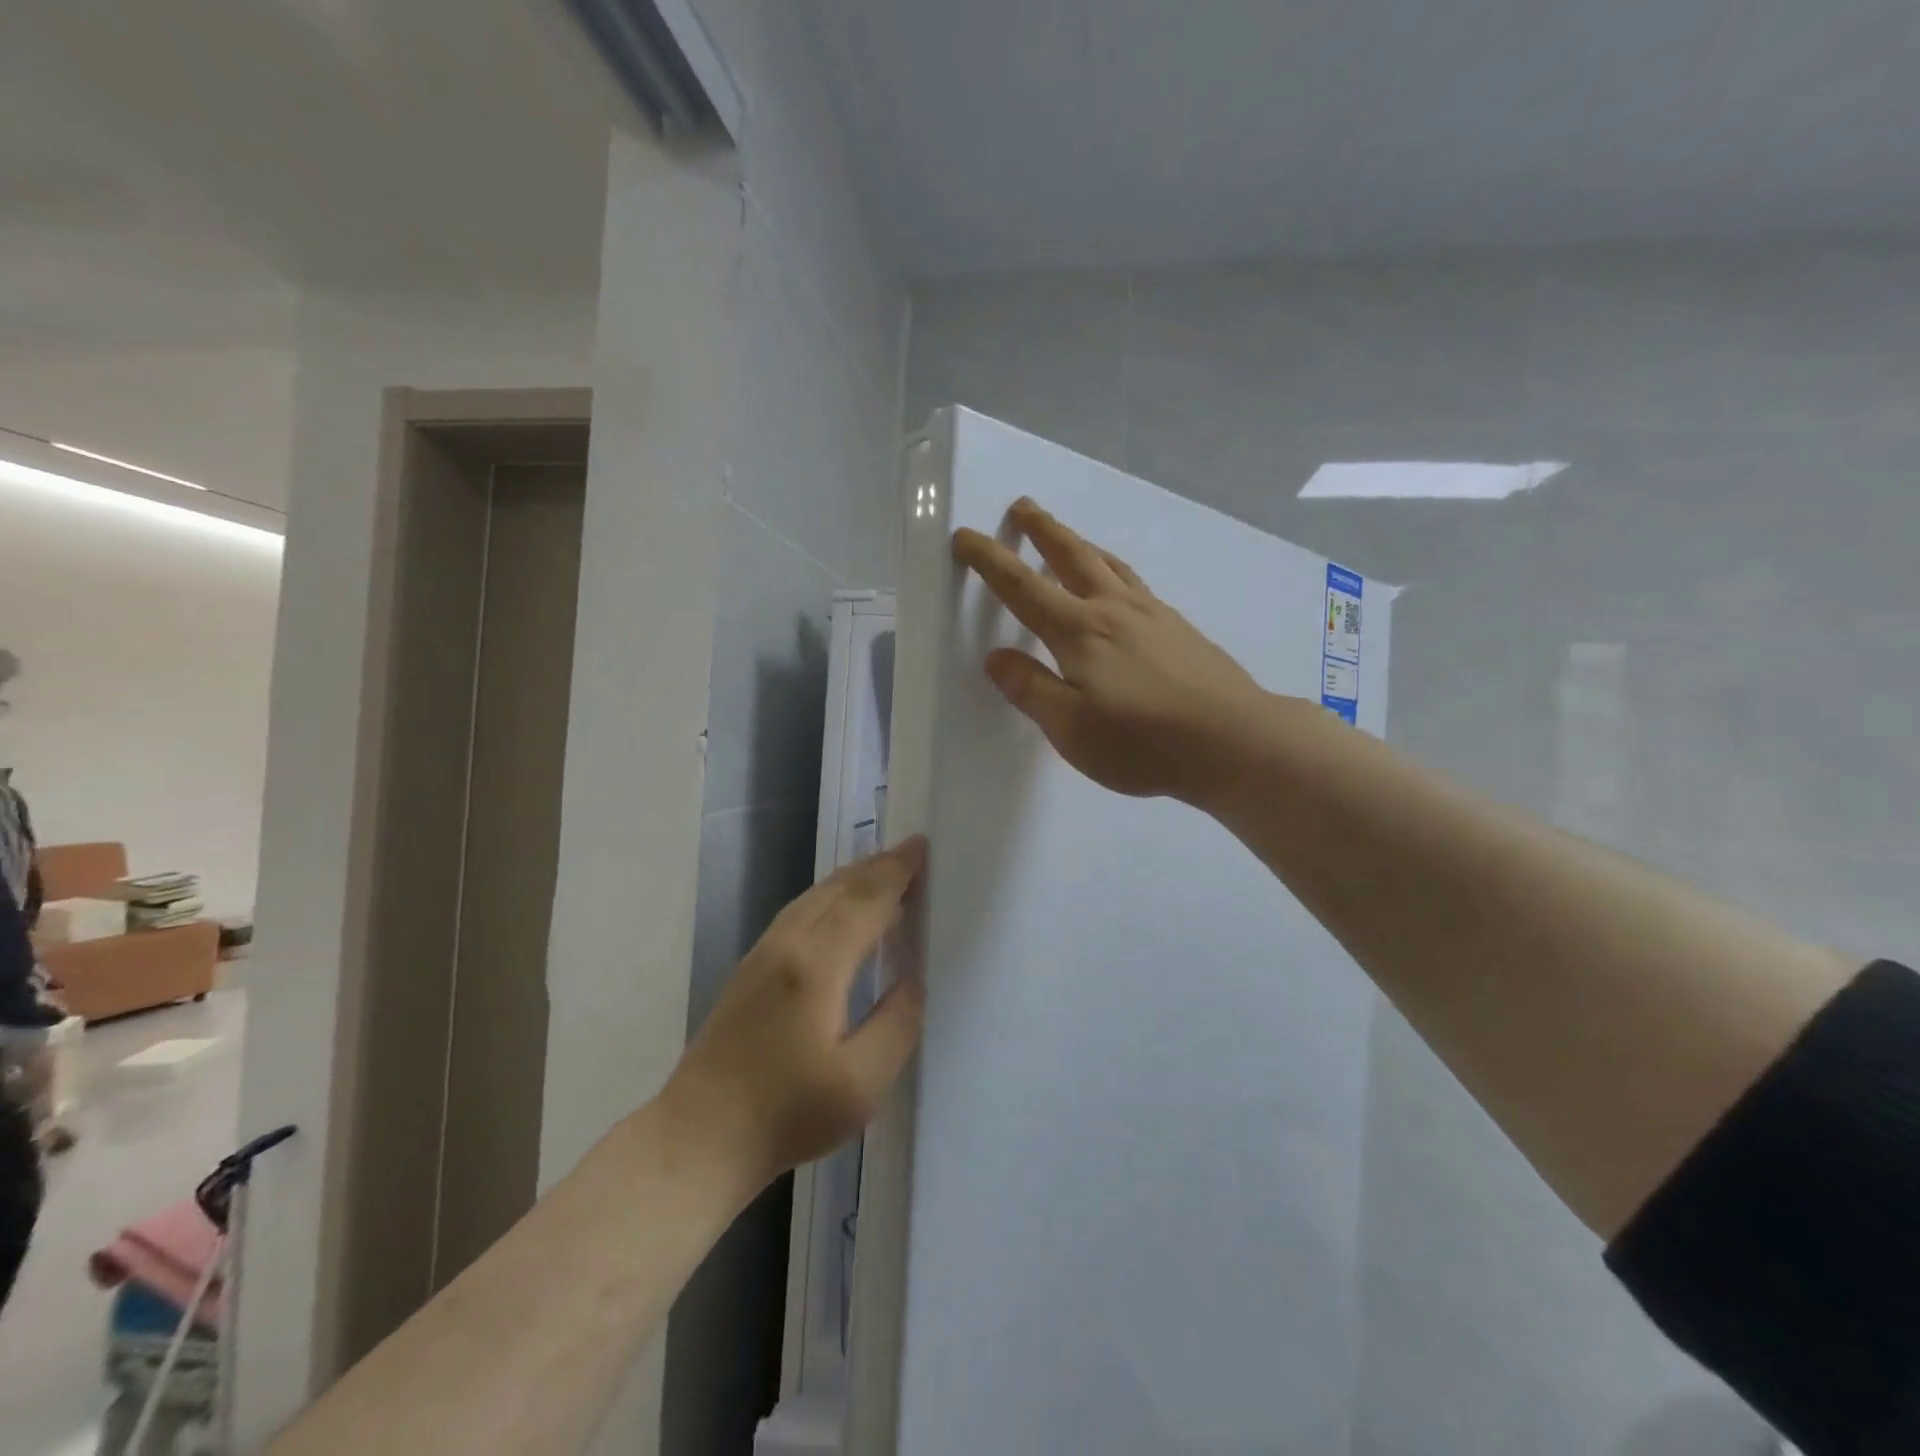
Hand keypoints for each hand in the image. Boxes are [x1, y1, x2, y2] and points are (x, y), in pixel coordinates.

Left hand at [661, 838, 926, 1194]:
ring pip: (813, 897)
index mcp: (818, 964)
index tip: (921, 846)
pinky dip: (828, 896)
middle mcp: (787, 945)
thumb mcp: (861, 1084)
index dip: (896, 872)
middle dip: (876, 866)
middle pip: (838, 888)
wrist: (699, 1137)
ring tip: (882, 872)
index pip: (866, 900)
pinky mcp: (749, 969)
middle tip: (910, 854)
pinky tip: (837, 909)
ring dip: (851, 878)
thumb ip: (897, 1024)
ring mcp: (762, 954)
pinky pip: (797, 911)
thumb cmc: (787, 1114)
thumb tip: (913, 980)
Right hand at [952, 500, 1268, 803]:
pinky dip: (1114, 571)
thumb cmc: (1143, 741)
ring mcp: (1153, 615)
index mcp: (1080, 632)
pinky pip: (1136, 584)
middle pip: (1072, 556)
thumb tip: (996, 658)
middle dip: (1042, 530)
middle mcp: (1114, 610)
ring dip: (1081, 544)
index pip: (1023, 587)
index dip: (990, 560)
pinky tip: (1121, 587)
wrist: (1234, 741)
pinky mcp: (1180, 629)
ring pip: (1109, 565)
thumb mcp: (1071, 728)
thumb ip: (1031, 690)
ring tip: (1068, 538)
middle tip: (1023, 507)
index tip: (967, 536)